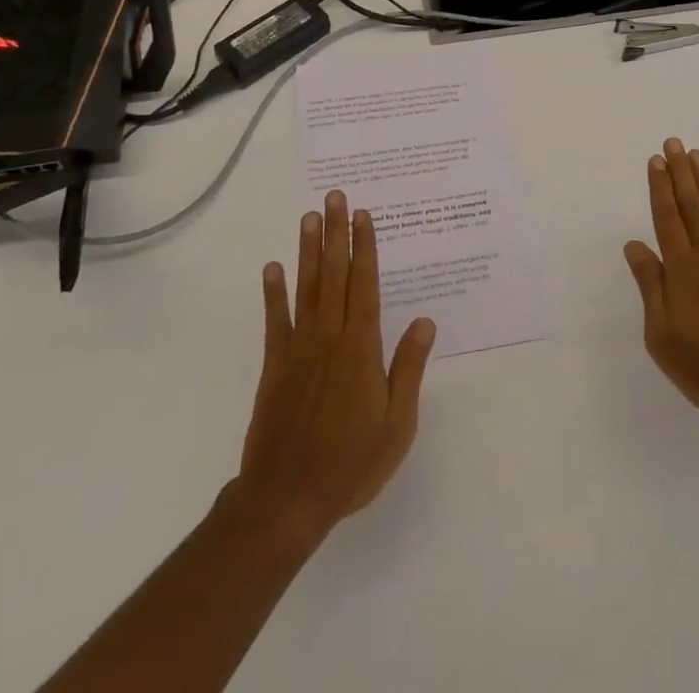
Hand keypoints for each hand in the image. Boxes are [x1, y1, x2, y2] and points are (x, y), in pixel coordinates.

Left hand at [237, 191, 436, 542]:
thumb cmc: (351, 463)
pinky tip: (273, 267)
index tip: (364, 216)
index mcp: (361, 348)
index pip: (366, 285)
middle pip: (335, 275)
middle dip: (337, 233)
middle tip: (335, 197)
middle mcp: (329, 337)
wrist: (286, 500)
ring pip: (306, 288)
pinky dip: (273, 292)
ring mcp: (298, 349)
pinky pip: (274, 321)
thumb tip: (425, 322)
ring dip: (309, 250)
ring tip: (309, 217)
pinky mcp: (274, 366)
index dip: (365, 248)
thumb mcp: (397, 424)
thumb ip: (408, 368)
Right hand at [623, 139, 698, 422]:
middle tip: (674, 143)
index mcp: (682, 269)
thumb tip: (635, 245)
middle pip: (691, 205)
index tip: (655, 160)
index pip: (667, 217)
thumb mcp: (662, 336)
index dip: (660, 187)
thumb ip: (650, 286)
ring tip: (697, 155)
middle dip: (680, 172)